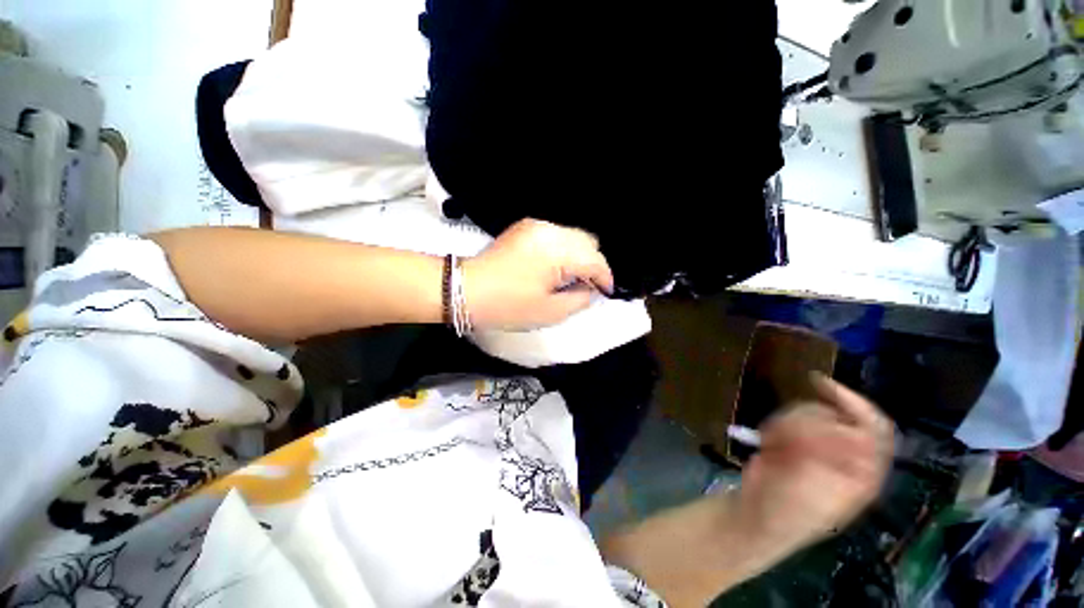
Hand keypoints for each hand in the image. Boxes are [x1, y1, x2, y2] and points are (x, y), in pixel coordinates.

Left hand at [463, 219, 613, 329]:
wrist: (467, 290)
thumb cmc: (509, 306)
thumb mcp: (550, 311)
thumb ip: (580, 299)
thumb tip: (590, 289)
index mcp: (557, 252)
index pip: (595, 260)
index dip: (605, 278)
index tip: (606, 293)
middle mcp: (550, 231)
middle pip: (588, 242)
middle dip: (593, 264)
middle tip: (587, 286)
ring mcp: (536, 226)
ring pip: (573, 236)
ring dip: (579, 256)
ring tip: (571, 278)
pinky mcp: (526, 227)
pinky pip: (557, 235)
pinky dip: (564, 250)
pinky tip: (555, 267)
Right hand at [734, 374, 892, 554]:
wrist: (756, 512)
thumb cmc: (789, 510)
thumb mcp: (816, 490)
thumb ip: (835, 460)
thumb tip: (850, 430)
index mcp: (864, 471)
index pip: (872, 427)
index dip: (852, 403)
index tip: (820, 384)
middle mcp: (847, 454)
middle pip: (835, 414)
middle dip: (804, 422)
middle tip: (783, 439)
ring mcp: (819, 446)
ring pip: (809, 412)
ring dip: (786, 424)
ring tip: (773, 445)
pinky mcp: (795, 439)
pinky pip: (787, 417)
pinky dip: (775, 426)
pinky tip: (769, 443)